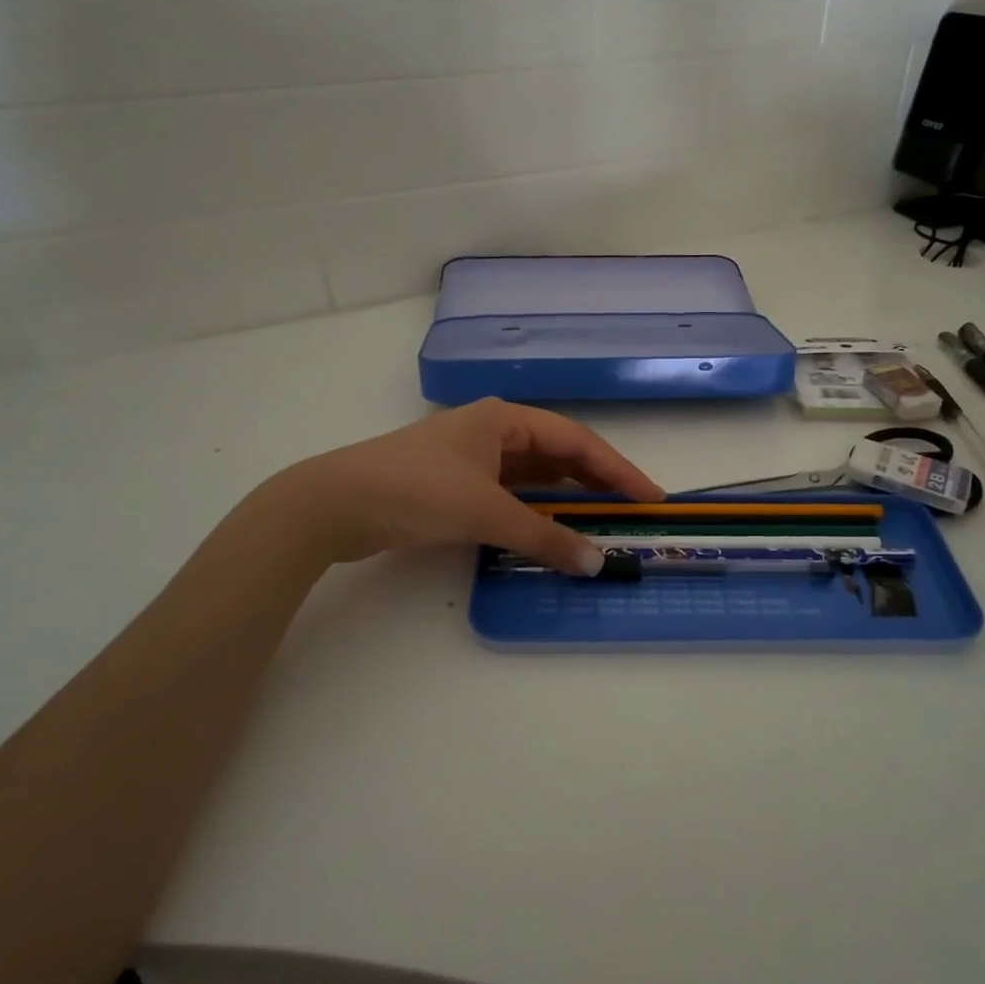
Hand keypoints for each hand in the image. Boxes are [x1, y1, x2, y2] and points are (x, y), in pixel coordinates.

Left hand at [282, 399, 663, 573]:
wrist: (334, 502)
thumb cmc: (417, 489)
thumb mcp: (486, 512)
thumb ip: (543, 537)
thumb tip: (596, 564)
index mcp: (506, 419)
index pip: (578, 441)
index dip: (618, 470)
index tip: (650, 498)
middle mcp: (494, 430)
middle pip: (559, 454)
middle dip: (595, 483)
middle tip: (630, 513)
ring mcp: (472, 456)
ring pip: (534, 475)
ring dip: (564, 498)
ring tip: (598, 523)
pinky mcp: (454, 483)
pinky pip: (510, 493)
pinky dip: (534, 510)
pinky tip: (548, 528)